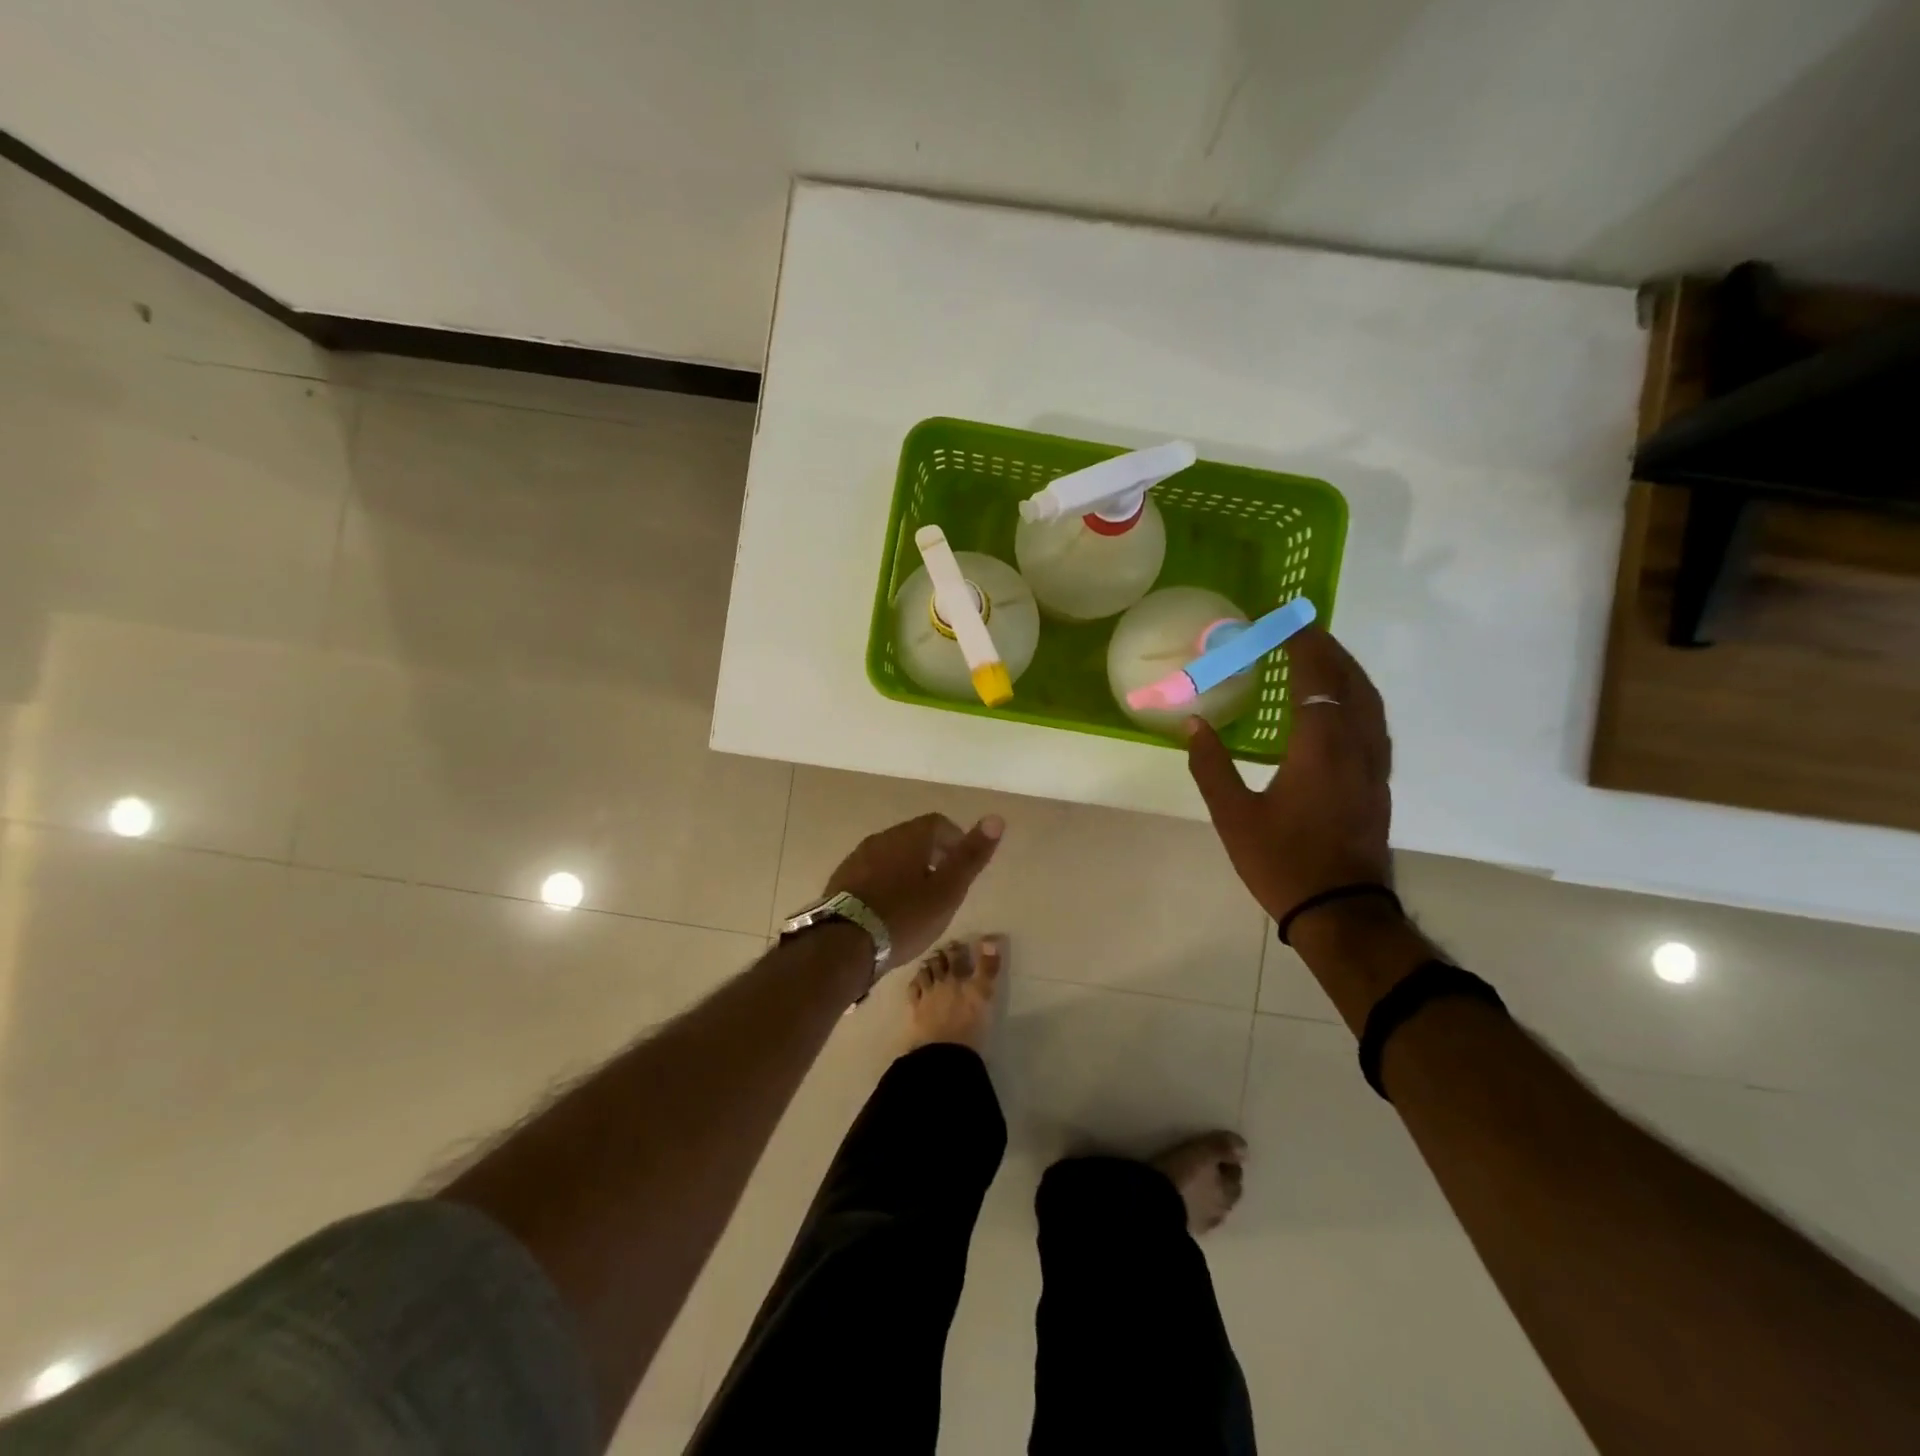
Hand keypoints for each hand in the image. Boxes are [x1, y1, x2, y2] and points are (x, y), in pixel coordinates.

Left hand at [824, 812, 1004, 969]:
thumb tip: (997, 818)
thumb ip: (971, 856)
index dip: (955, 840)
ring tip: (918, 900)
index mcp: (909, 836)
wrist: (843, 944)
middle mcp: (881, 838)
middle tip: (944, 885)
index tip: (963, 866)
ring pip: (891, 855)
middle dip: (932, 855)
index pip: (939, 823)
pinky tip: (889, 909)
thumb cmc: (904, 916)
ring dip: (907, 869)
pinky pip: (871, 873)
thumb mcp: (947, 891)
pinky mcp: (841, 880)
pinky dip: (886, 883)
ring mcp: (857, 858)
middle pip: (913, 837)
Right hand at [1185, 627, 1392, 923]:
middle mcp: (1354, 747)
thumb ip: (1211, 766)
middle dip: (1328, 650)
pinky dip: (1357, 698)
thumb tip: (1193, 724)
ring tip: (1322, 656)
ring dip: (1347, 671)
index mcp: (1319, 748)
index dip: (1301, 647)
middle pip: (1350, 682)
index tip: (1281, 623)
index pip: (1316, 680)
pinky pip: (1373, 722)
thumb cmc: (1283, 862)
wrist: (1342, 910)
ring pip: (1369, 702)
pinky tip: (1340, 705)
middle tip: (1302, 630)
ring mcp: (1373, 765)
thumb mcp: (1234, 816)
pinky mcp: (1378, 782)